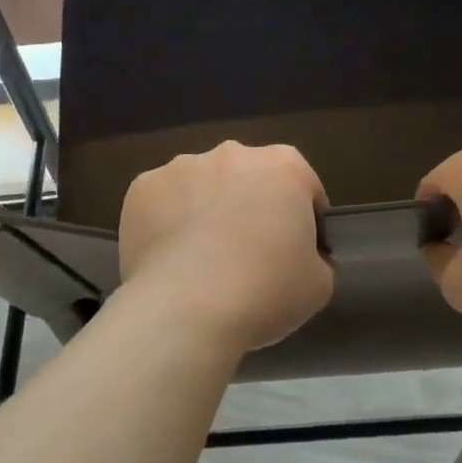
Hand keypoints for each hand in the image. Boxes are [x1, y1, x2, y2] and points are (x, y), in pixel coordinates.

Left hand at [120, 141, 333, 353]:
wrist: (187, 309)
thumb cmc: (265, 292)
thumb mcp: (319, 283)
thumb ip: (316, 258)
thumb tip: (301, 256)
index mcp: (284, 166)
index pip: (304, 188)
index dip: (304, 222)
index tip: (296, 253)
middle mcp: (232, 153)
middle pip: (249, 179)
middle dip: (251, 207)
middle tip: (248, 256)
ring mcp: (182, 166)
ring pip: (202, 186)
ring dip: (206, 210)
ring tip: (201, 260)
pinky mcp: (142, 188)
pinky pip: (163, 202)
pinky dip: (167, 222)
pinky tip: (169, 259)